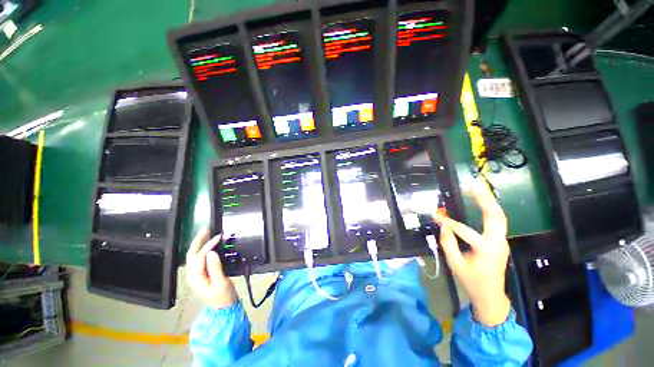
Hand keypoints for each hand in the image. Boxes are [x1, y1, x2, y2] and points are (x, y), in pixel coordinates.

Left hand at [186, 227, 237, 308]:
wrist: (223, 308)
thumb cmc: (223, 296)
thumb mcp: (221, 283)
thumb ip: (215, 268)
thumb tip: (212, 252)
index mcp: (196, 277)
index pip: (200, 257)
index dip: (208, 245)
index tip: (219, 236)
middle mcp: (192, 275)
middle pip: (192, 254)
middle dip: (198, 241)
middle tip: (206, 229)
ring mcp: (196, 274)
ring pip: (194, 256)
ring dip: (199, 243)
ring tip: (207, 233)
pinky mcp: (201, 274)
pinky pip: (199, 258)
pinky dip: (203, 249)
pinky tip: (209, 245)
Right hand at [435, 179, 510, 326]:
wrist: (491, 295)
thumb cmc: (472, 281)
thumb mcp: (455, 264)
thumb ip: (447, 243)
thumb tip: (443, 225)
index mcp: (486, 250)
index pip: (465, 231)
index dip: (448, 222)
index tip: (436, 216)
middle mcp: (498, 242)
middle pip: (495, 217)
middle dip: (485, 199)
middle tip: (475, 185)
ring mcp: (502, 241)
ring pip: (500, 217)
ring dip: (490, 202)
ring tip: (480, 189)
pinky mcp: (500, 241)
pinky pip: (497, 222)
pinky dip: (491, 210)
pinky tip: (484, 202)